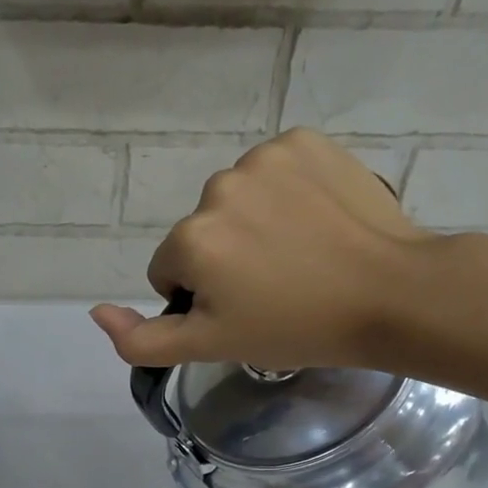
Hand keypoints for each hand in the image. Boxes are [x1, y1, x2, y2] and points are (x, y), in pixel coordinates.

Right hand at [89, 129, 450, 371]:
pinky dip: (286, 193)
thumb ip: (142, 340)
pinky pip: (273, 171)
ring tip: (299, 255)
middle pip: (201, 232)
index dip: (201, 298)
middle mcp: (217, 187)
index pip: (170, 271)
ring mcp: (264, 157)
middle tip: (274, 287)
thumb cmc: (295, 327)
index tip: (243, 310)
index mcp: (191, 238)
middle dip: (225, 259)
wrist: (391, 293)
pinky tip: (315, 221)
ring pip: (236, 201)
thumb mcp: (210, 346)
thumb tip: (96, 312)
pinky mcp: (305, 141)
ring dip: (254, 225)